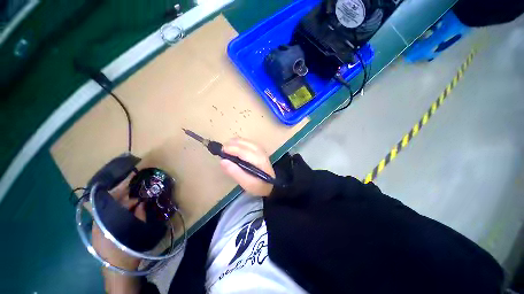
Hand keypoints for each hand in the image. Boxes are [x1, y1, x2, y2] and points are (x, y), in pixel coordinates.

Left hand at [91, 176, 144, 292]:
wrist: (118, 269)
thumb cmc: (127, 250)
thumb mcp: (137, 232)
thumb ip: (140, 215)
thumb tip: (141, 203)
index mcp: (105, 223)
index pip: (112, 203)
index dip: (124, 195)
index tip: (135, 191)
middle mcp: (97, 223)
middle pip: (108, 205)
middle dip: (121, 197)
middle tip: (134, 192)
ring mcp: (96, 228)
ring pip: (107, 210)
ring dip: (119, 204)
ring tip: (132, 200)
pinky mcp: (99, 232)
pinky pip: (107, 216)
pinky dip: (116, 211)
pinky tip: (126, 210)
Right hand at [220, 138, 275, 196]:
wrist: (271, 186)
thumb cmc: (258, 186)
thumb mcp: (246, 183)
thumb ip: (235, 172)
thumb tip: (223, 161)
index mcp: (258, 161)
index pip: (244, 152)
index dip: (232, 149)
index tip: (221, 150)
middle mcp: (261, 153)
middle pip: (246, 144)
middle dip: (233, 144)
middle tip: (222, 148)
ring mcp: (262, 151)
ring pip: (248, 142)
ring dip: (237, 142)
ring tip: (227, 145)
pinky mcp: (261, 151)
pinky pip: (250, 143)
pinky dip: (241, 142)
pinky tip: (236, 145)